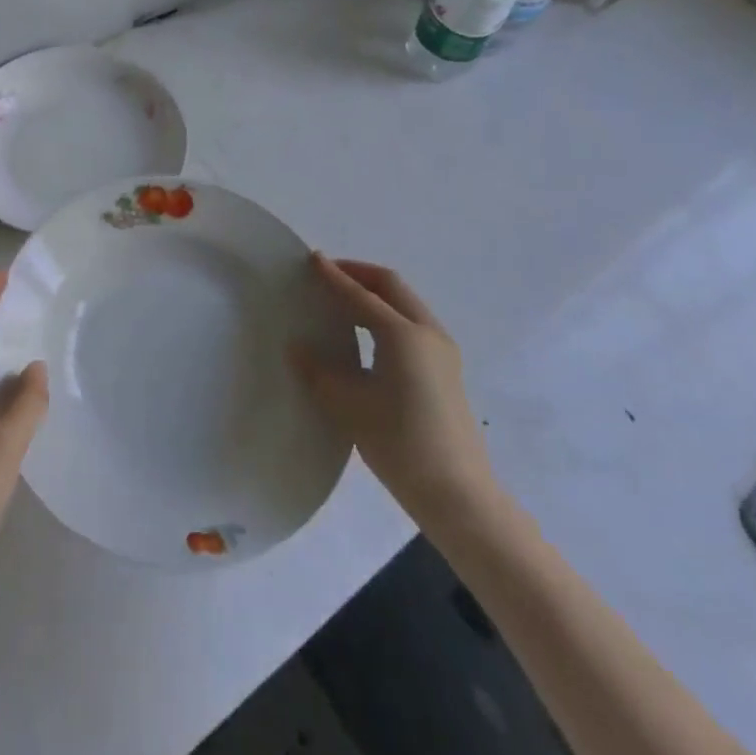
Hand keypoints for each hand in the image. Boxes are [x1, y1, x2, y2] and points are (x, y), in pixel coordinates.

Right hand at [289, 255, 500, 534]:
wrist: (458, 495)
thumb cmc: (400, 444)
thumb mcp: (349, 406)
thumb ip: (319, 371)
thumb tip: (297, 347)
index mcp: (403, 335)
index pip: (361, 295)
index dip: (334, 277)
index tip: (312, 259)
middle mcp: (427, 333)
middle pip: (391, 287)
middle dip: (359, 274)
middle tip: (328, 273)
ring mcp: (442, 352)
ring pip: (405, 304)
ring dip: (375, 295)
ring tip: (343, 301)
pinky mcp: (446, 371)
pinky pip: (412, 325)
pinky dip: (387, 315)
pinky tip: (367, 336)